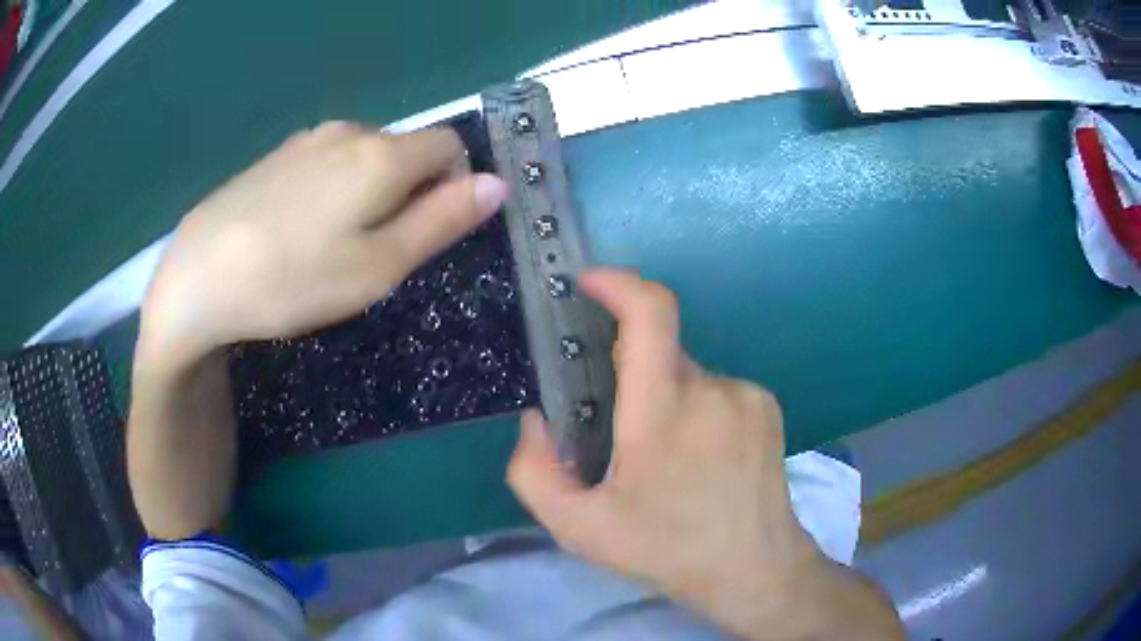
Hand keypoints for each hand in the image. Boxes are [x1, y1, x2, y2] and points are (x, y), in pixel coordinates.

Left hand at [139, 122, 507, 362]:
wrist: (198, 278)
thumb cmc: (293, 280)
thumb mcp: (379, 267)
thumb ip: (441, 221)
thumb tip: (497, 184)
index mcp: (382, 155)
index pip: (451, 145)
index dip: (453, 184)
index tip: (423, 232)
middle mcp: (349, 131)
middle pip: (405, 150)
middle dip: (407, 191)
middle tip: (371, 251)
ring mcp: (307, 139)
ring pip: (364, 156)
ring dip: (368, 191)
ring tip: (329, 244)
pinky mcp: (276, 154)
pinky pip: (326, 161)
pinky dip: (331, 188)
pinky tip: (296, 229)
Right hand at [507, 269, 901, 639]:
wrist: (756, 569)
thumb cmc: (667, 551)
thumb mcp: (581, 529)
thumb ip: (534, 473)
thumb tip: (537, 419)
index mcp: (663, 415)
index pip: (650, 317)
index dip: (619, 284)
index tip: (588, 282)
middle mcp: (712, 390)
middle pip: (658, 352)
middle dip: (628, 378)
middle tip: (621, 438)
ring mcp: (746, 394)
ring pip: (685, 374)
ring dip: (663, 399)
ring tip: (668, 461)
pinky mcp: (767, 404)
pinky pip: (715, 389)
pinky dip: (695, 408)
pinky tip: (702, 458)